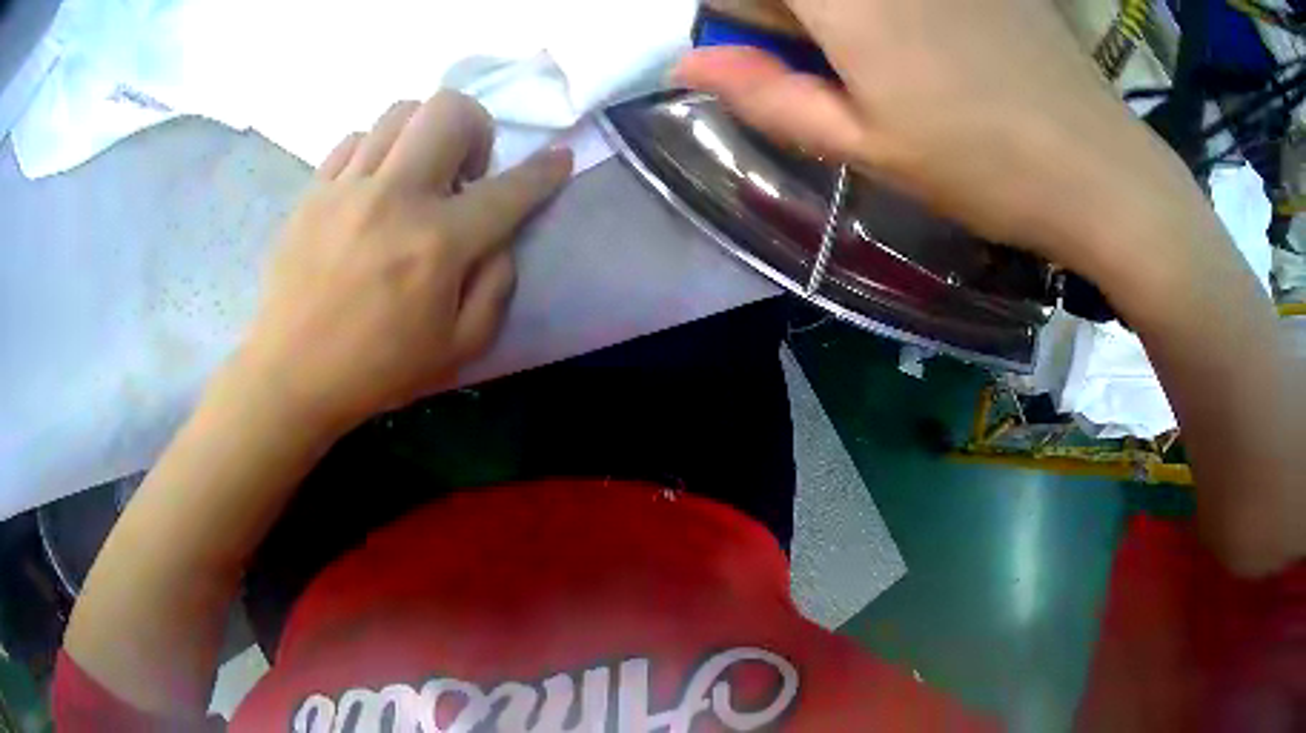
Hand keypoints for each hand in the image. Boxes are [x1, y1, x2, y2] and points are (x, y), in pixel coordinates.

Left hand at [243, 92, 572, 430]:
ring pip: (400, 112)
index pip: (508, 189)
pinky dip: (376, 151)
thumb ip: (496, 286)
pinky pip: (354, 139)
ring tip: (416, 174)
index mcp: (437, 245)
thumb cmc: (377, 370)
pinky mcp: (313, 192)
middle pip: (448, 110)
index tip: (559, 158)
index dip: (544, 171)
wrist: (291, 375)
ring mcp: (347, 188)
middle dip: (476, 127)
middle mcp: (395, 198)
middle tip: (465, 170)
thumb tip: (500, 237)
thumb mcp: (459, 349)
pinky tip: (373, 187)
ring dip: (424, 134)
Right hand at [675, 0, 1199, 279]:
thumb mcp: (865, 145)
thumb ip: (766, 95)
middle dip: (795, 14)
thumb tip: (690, 63)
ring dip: (847, 18)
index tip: (770, 45)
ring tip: (885, 54)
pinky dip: (896, 12)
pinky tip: (935, 41)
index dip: (754, 15)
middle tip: (826, 54)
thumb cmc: (981, 167)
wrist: (1099, 168)